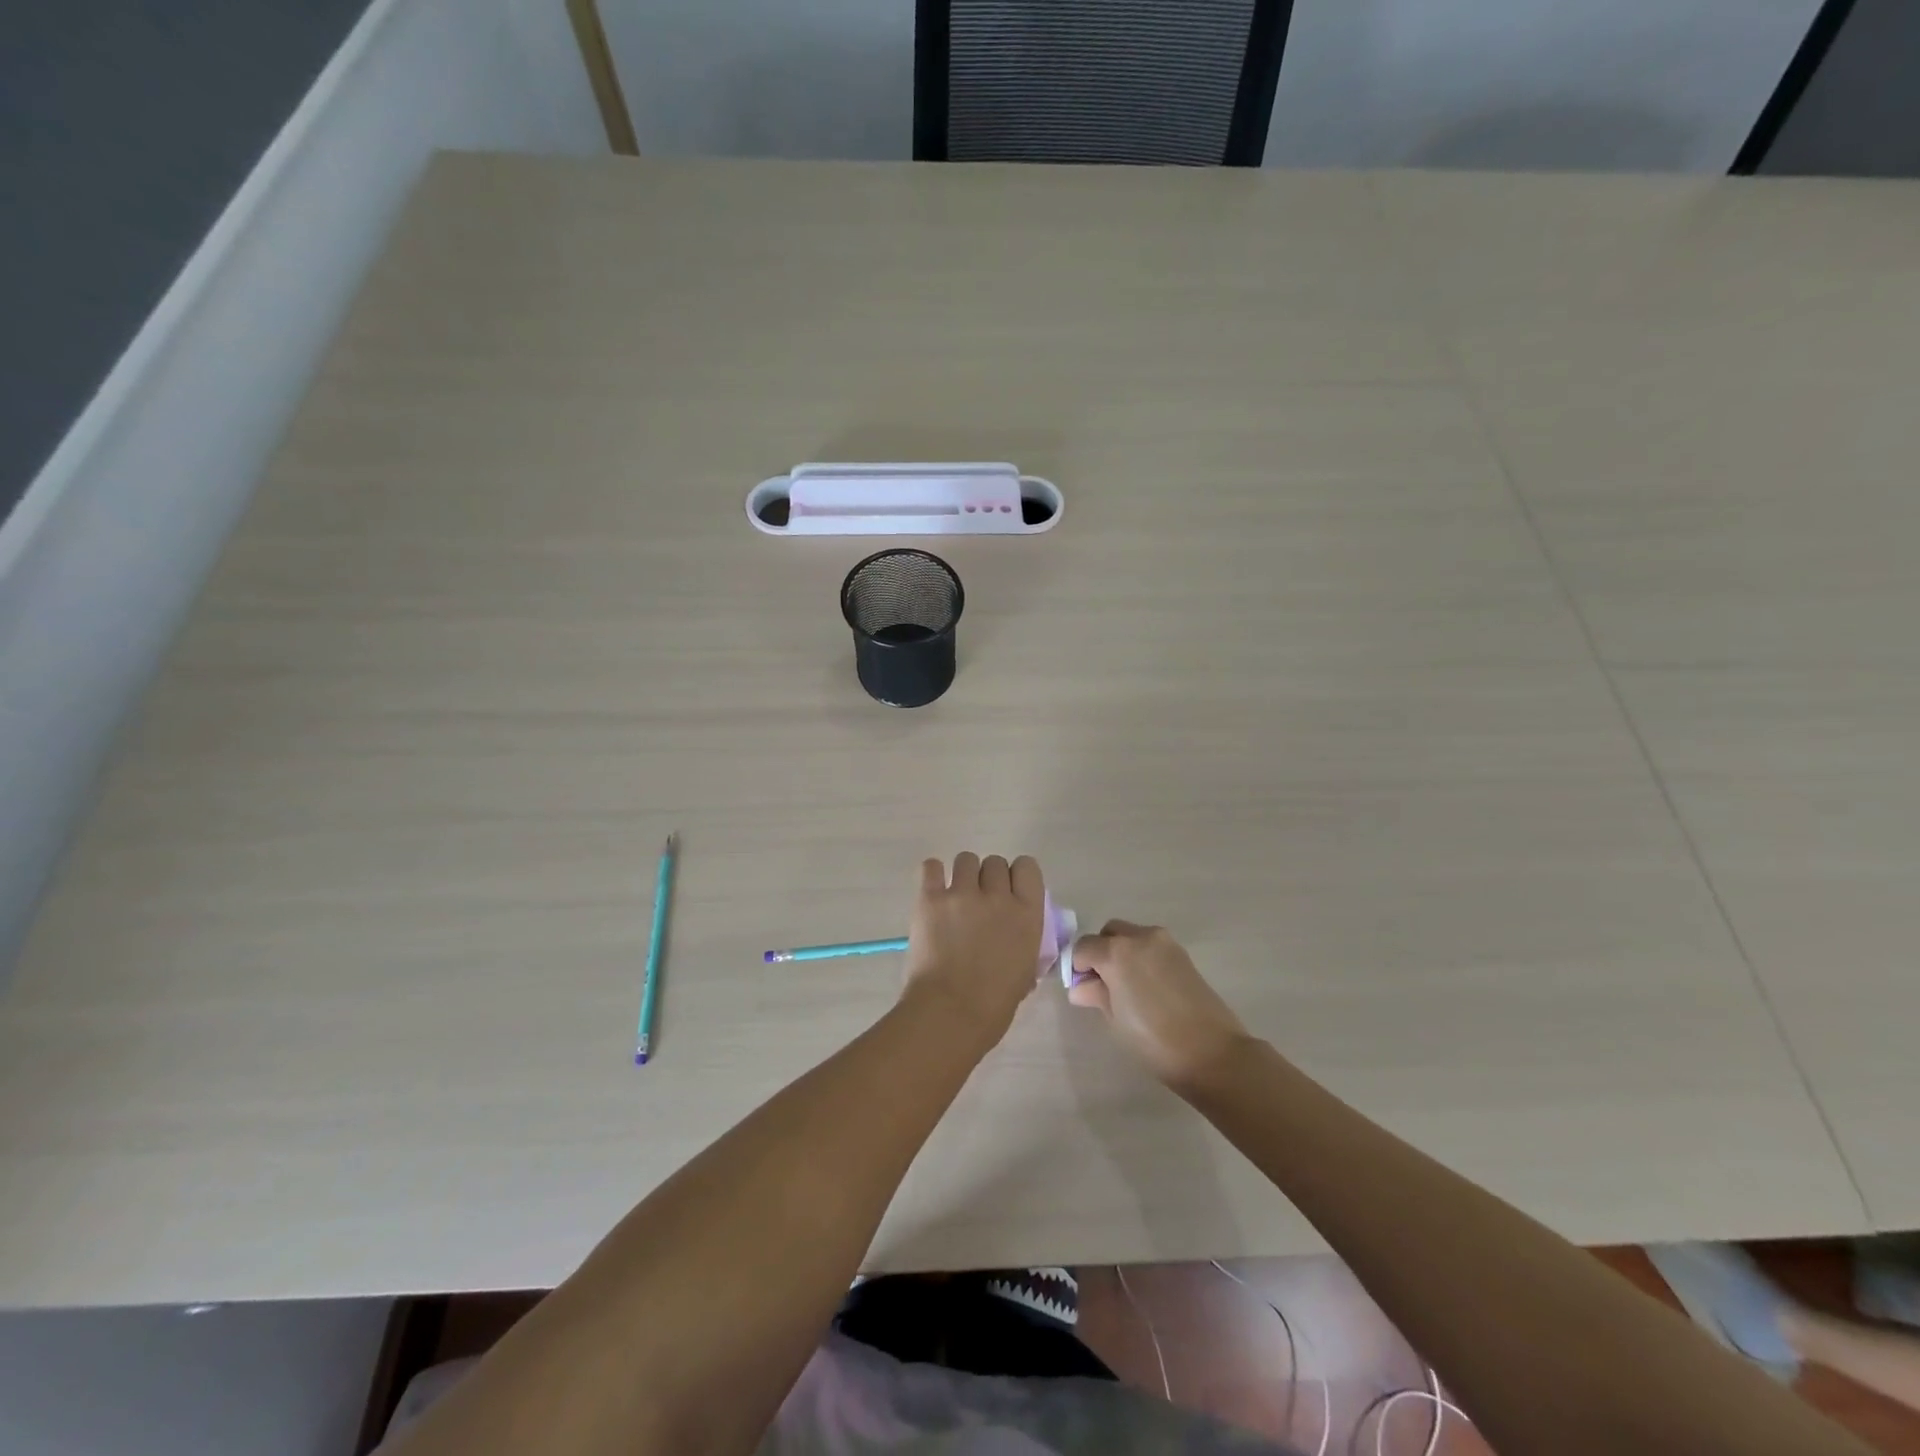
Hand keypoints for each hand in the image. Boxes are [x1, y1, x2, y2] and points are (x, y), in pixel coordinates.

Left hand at [903, 853, 1045, 1044]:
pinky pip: (931, 866)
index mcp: (1027, 913)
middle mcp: (997, 895)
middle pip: (995, 862)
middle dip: (988, 879)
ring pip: (966, 860)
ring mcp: (962, 893)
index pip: (1028, 867)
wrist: (951, 1013)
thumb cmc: (994, 1004)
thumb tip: (1017, 937)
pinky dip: (932, 875)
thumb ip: (1024, 942)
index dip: (1017, 876)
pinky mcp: (930, 898)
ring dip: (962, 875)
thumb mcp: (1026, 970)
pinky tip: (933, 891)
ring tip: (954, 898)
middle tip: (979, 903)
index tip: (1009, 892)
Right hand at [1068, 920, 1251, 1089]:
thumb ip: (1096, 994)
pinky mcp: (1183, 954)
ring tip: (1127, 987)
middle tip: (1103, 984)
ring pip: (1132, 936)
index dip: (1078, 967)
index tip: (1082, 988)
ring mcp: (1165, 942)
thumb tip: (1081, 987)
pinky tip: (1148, 987)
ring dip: (1122, 952)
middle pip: (1109, 933)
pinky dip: (1142, 957)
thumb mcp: (1115, 1019)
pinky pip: (1152, 946)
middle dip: (1101, 952)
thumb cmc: (1154, 1039)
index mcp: (1116, 952)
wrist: (1212, 1052)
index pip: (1083, 947)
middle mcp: (1140, 937)